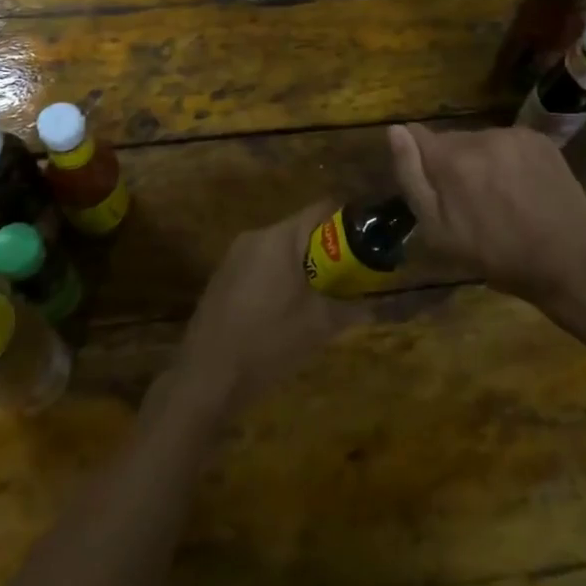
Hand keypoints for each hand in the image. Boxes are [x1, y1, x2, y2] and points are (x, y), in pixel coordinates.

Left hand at [167, 204, 370, 419]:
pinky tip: (286, 314)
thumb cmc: (267, 342)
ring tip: (321, 301)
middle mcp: (255, 236)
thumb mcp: (319, 326)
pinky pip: (261, 267)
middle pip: (301, 231)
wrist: (206, 377)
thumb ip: (353, 308)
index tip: (367, 244)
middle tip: (348, 280)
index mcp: (279, 237)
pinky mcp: (223, 278)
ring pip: (281, 251)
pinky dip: (280, 280)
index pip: (322, 209)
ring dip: (303, 269)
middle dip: (327, 253)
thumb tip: (379, 304)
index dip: (348, 223)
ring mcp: (234, 257)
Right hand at [388, 122, 585, 304]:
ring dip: (480, 161)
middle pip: (451, 141)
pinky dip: (507, 159)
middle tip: (469, 203)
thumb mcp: (440, 232)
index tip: (432, 185)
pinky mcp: (539, 139)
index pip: (417, 135)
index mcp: (452, 160)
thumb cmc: (497, 256)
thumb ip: (412, 177)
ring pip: (480, 141)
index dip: (419, 159)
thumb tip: (395, 130)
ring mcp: (514, 135)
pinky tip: (521, 187)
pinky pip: (508, 142)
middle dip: (452, 164)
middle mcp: (481, 136)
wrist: (571, 263)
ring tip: (499, 197)